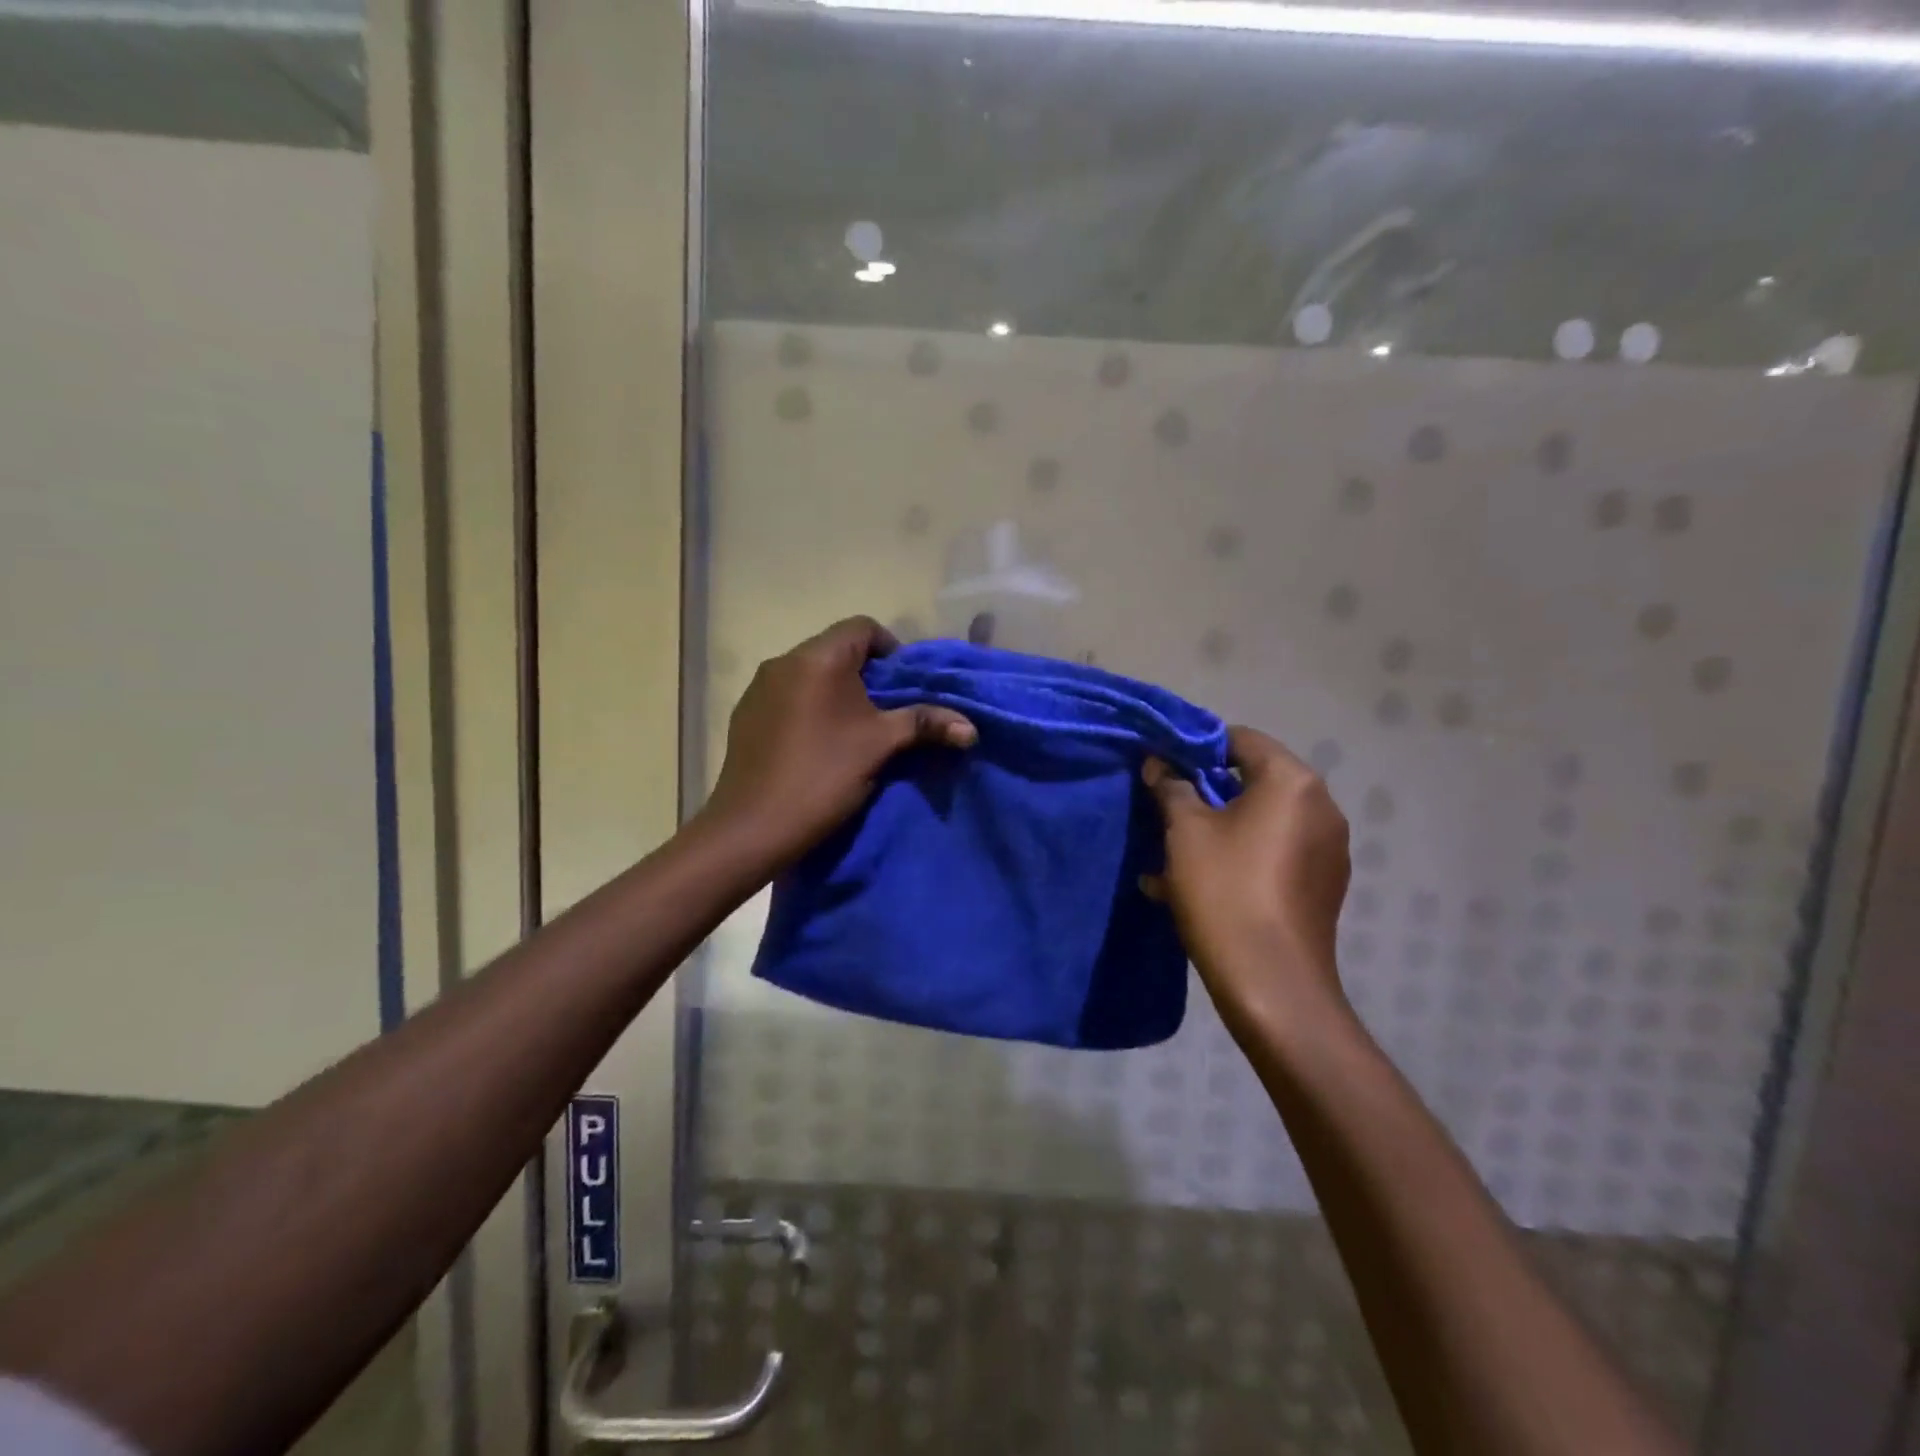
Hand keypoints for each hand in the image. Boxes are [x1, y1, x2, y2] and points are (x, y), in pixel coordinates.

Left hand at [699, 617, 976, 870]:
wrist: (753, 827)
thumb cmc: (823, 775)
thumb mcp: (881, 746)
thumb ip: (926, 724)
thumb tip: (971, 728)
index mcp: (817, 658)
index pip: (862, 628)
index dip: (891, 650)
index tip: (904, 687)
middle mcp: (783, 661)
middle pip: (836, 650)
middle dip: (867, 675)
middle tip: (887, 712)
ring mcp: (759, 688)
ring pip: (811, 674)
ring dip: (837, 692)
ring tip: (855, 730)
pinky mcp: (746, 715)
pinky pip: (788, 696)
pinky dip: (810, 708)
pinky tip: (818, 745)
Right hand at [1142, 726, 1351, 1026]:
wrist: (1271, 983)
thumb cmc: (1225, 891)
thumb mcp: (1184, 831)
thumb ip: (1170, 787)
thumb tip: (1159, 764)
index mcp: (1293, 782)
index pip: (1241, 739)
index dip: (1196, 747)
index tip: (1163, 766)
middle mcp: (1321, 807)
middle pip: (1254, 780)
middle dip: (1205, 791)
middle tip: (1165, 808)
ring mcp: (1328, 850)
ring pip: (1261, 821)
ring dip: (1218, 827)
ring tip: (1174, 852)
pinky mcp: (1323, 886)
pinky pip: (1274, 853)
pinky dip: (1240, 855)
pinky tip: (1199, 883)